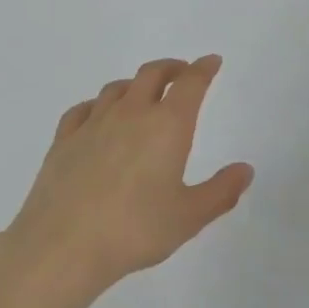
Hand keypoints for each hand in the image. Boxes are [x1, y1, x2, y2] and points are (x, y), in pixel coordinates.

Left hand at [0, 56, 253, 305]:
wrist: (63, 245)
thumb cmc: (135, 230)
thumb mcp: (189, 217)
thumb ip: (221, 191)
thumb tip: (245, 169)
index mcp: (167, 126)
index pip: (190, 84)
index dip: (203, 69)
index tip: (211, 62)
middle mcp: (131, 113)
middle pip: (152, 74)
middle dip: (171, 67)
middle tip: (182, 72)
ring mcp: (93, 123)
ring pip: (117, 88)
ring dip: (135, 84)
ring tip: (143, 93)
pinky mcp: (64, 139)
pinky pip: (83, 109)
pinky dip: (97, 105)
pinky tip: (97, 116)